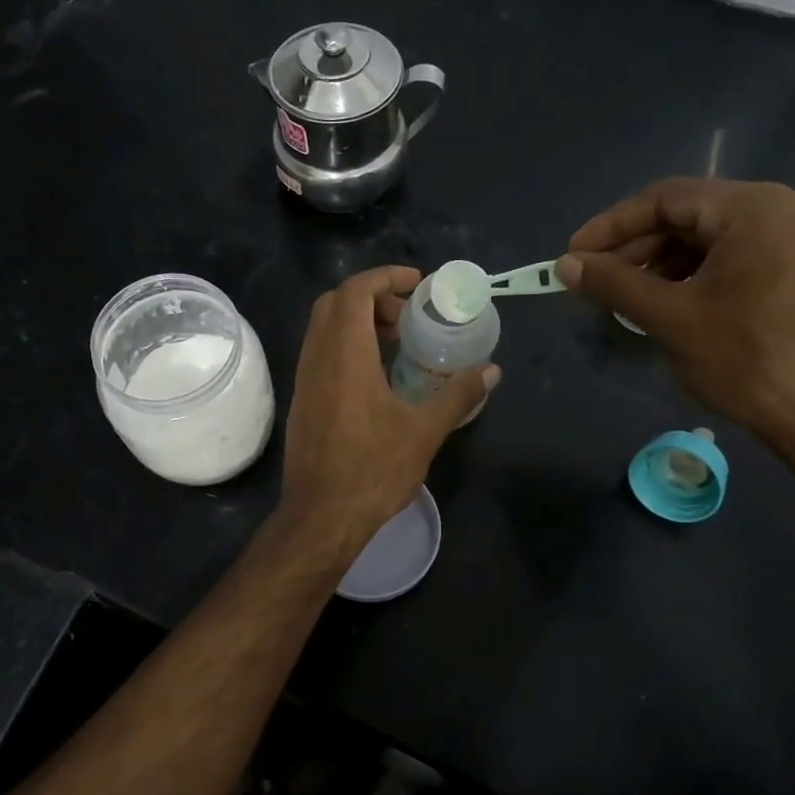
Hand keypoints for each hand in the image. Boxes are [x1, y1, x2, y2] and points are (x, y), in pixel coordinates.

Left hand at [280, 265, 498, 551]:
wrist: (321, 517)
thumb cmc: (373, 471)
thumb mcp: (424, 433)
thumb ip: (458, 396)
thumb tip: (492, 371)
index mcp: (345, 356)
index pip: (354, 292)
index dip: (385, 276)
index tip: (417, 283)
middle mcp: (317, 359)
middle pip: (335, 303)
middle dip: (372, 297)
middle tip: (408, 315)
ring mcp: (304, 380)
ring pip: (323, 329)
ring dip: (357, 322)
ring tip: (396, 342)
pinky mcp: (302, 401)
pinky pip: (320, 353)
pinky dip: (345, 345)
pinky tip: (375, 376)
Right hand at [557, 178, 794, 460]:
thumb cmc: (745, 357)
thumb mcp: (670, 317)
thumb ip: (613, 284)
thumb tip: (565, 265)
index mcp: (750, 209)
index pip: (663, 199)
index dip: (610, 226)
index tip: (572, 256)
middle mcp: (773, 213)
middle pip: (683, 217)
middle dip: (631, 249)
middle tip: (590, 282)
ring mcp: (786, 244)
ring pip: (701, 242)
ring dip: (653, 266)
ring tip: (618, 298)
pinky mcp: (788, 274)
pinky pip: (723, 262)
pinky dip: (684, 278)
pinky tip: (658, 306)